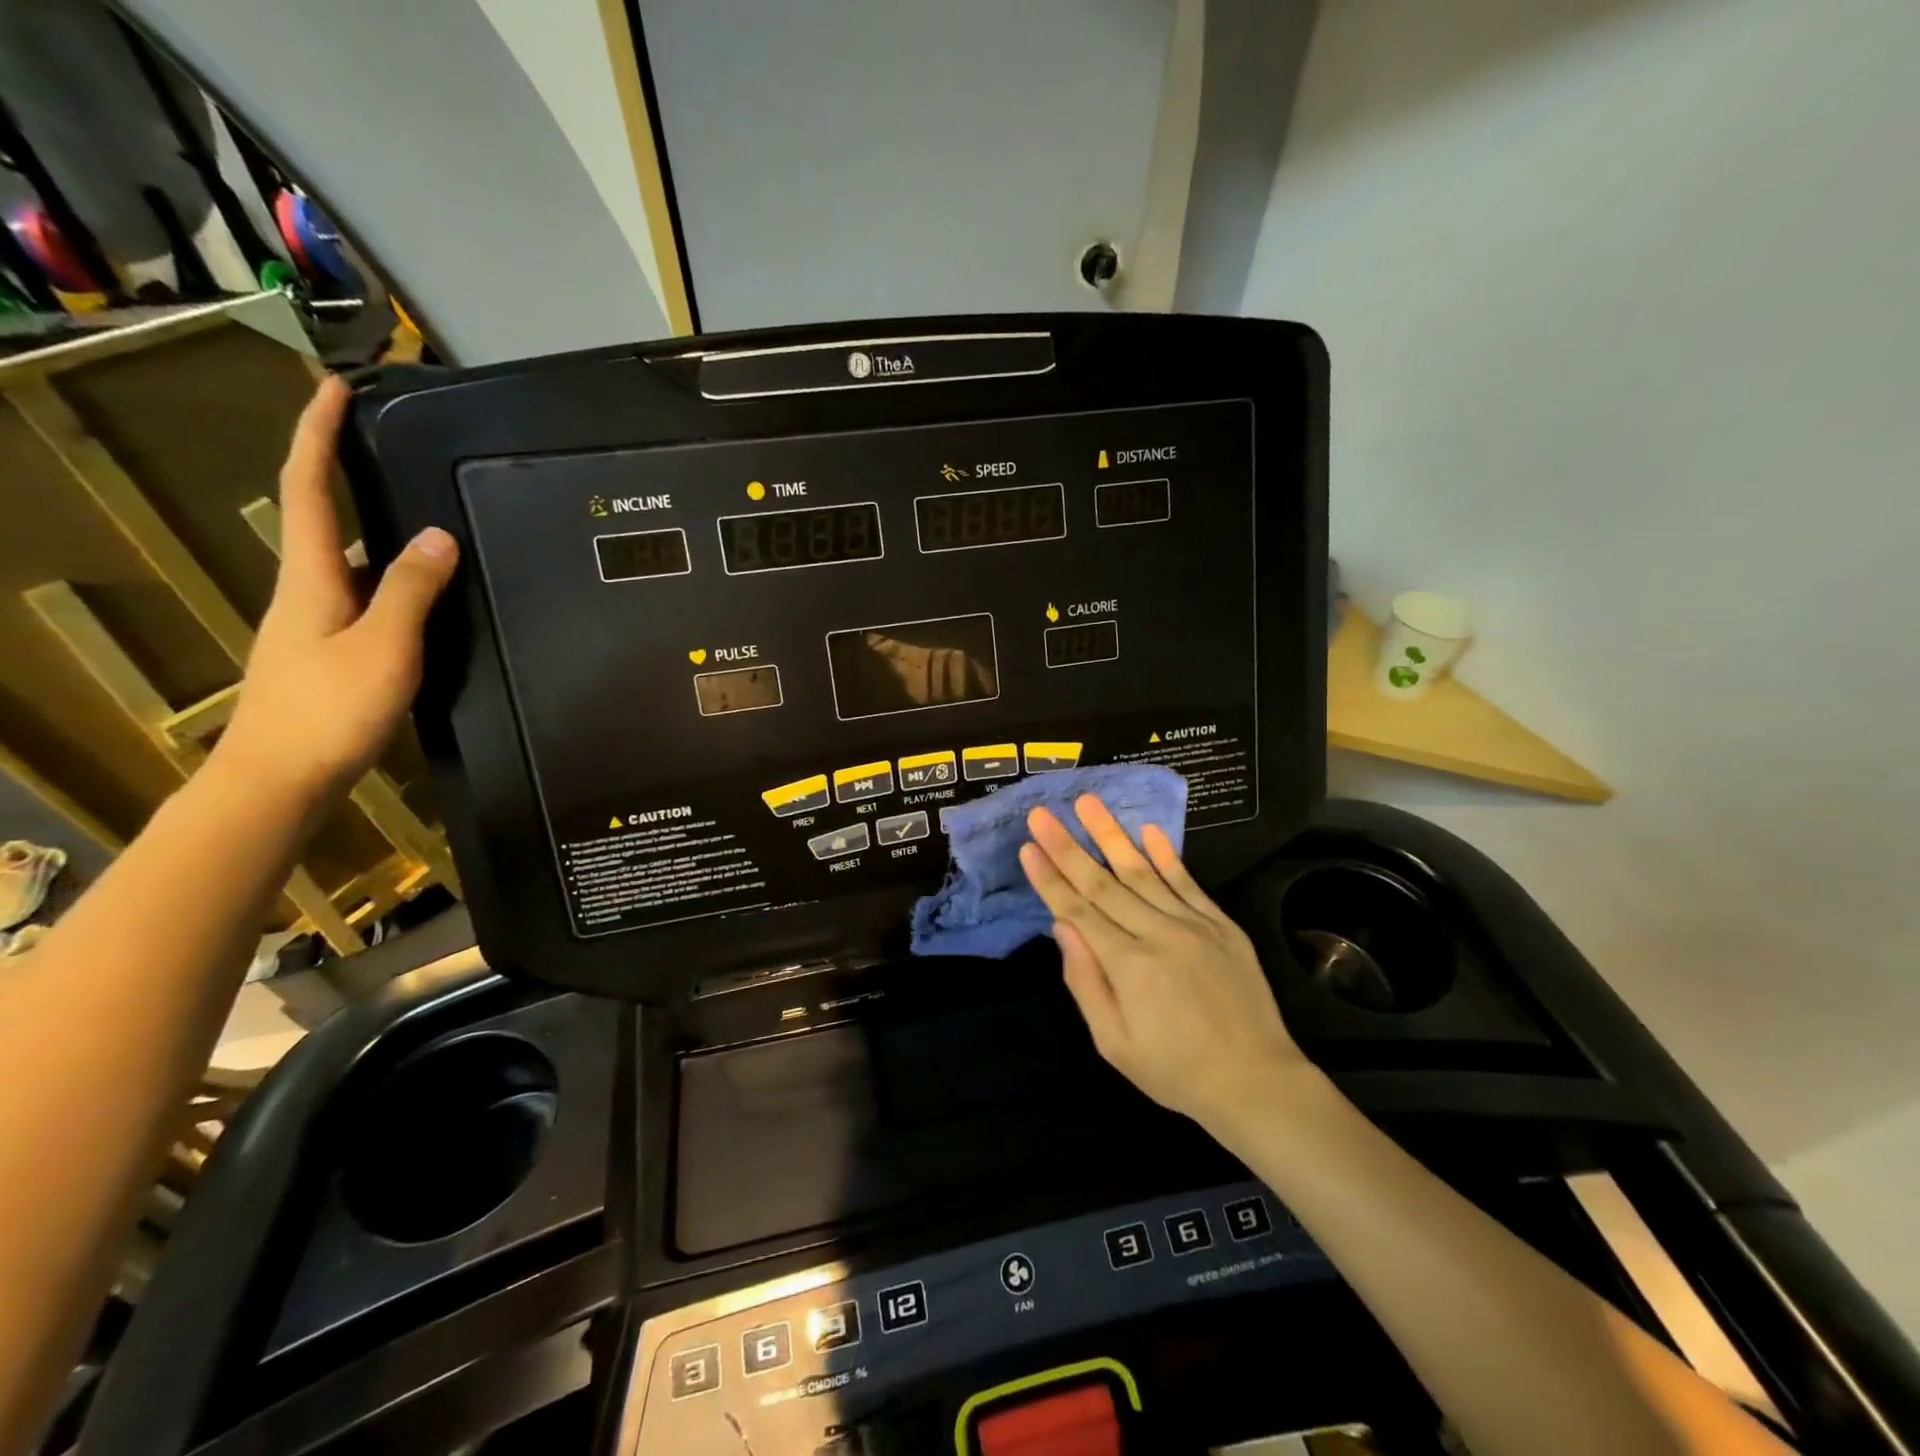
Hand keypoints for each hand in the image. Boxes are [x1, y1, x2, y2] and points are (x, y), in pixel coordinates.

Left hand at [216, 376, 458, 802]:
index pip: (307, 489)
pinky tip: (429, 597)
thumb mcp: (385, 646)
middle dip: (347, 474)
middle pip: (324, 519)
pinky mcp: (331, 652)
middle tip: (389, 448)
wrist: (280, 779)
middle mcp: (308, 590)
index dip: (316, 435)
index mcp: (312, 577)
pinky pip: (367, 599)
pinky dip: (395, 582)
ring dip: (380, 534)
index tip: (333, 388)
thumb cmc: (330, 709)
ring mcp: (316, 623)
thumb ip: (411, 589)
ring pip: (352, 563)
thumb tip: (435, 534)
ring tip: (431, 522)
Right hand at [1019, 795, 1316, 1133]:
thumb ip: (1085, 982)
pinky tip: (1149, 829)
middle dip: (1068, 846)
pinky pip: (1188, 882)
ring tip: (1087, 803)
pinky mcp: (1222, 925)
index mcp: (1128, 966)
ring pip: (1143, 872)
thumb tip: (1062, 927)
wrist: (1256, 1082)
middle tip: (1042, 814)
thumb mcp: (1115, 1043)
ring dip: (1111, 835)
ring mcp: (1194, 925)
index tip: (1027, 847)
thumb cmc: (1175, 1071)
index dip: (1049, 878)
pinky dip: (1166, 855)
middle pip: (1103, 883)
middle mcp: (1158, 934)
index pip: (1078, 911)